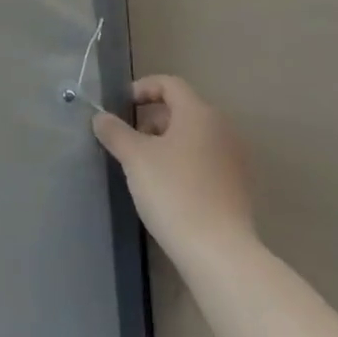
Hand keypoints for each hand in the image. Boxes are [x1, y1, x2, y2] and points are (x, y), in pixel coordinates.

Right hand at [93, 75, 253, 259]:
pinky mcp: (236, 187)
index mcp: (199, 114)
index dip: (142, 89)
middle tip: (128, 142)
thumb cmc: (173, 192)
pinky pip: (204, 161)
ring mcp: (233, 160)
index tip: (120, 107)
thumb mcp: (135, 158)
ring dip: (165, 143)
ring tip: (144, 168)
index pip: (170, 84)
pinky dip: (182, 164)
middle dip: (151, 120)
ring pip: (193, 137)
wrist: (219, 252)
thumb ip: (115, 131)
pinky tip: (167, 189)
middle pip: (182, 110)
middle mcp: (222, 130)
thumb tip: (101, 117)